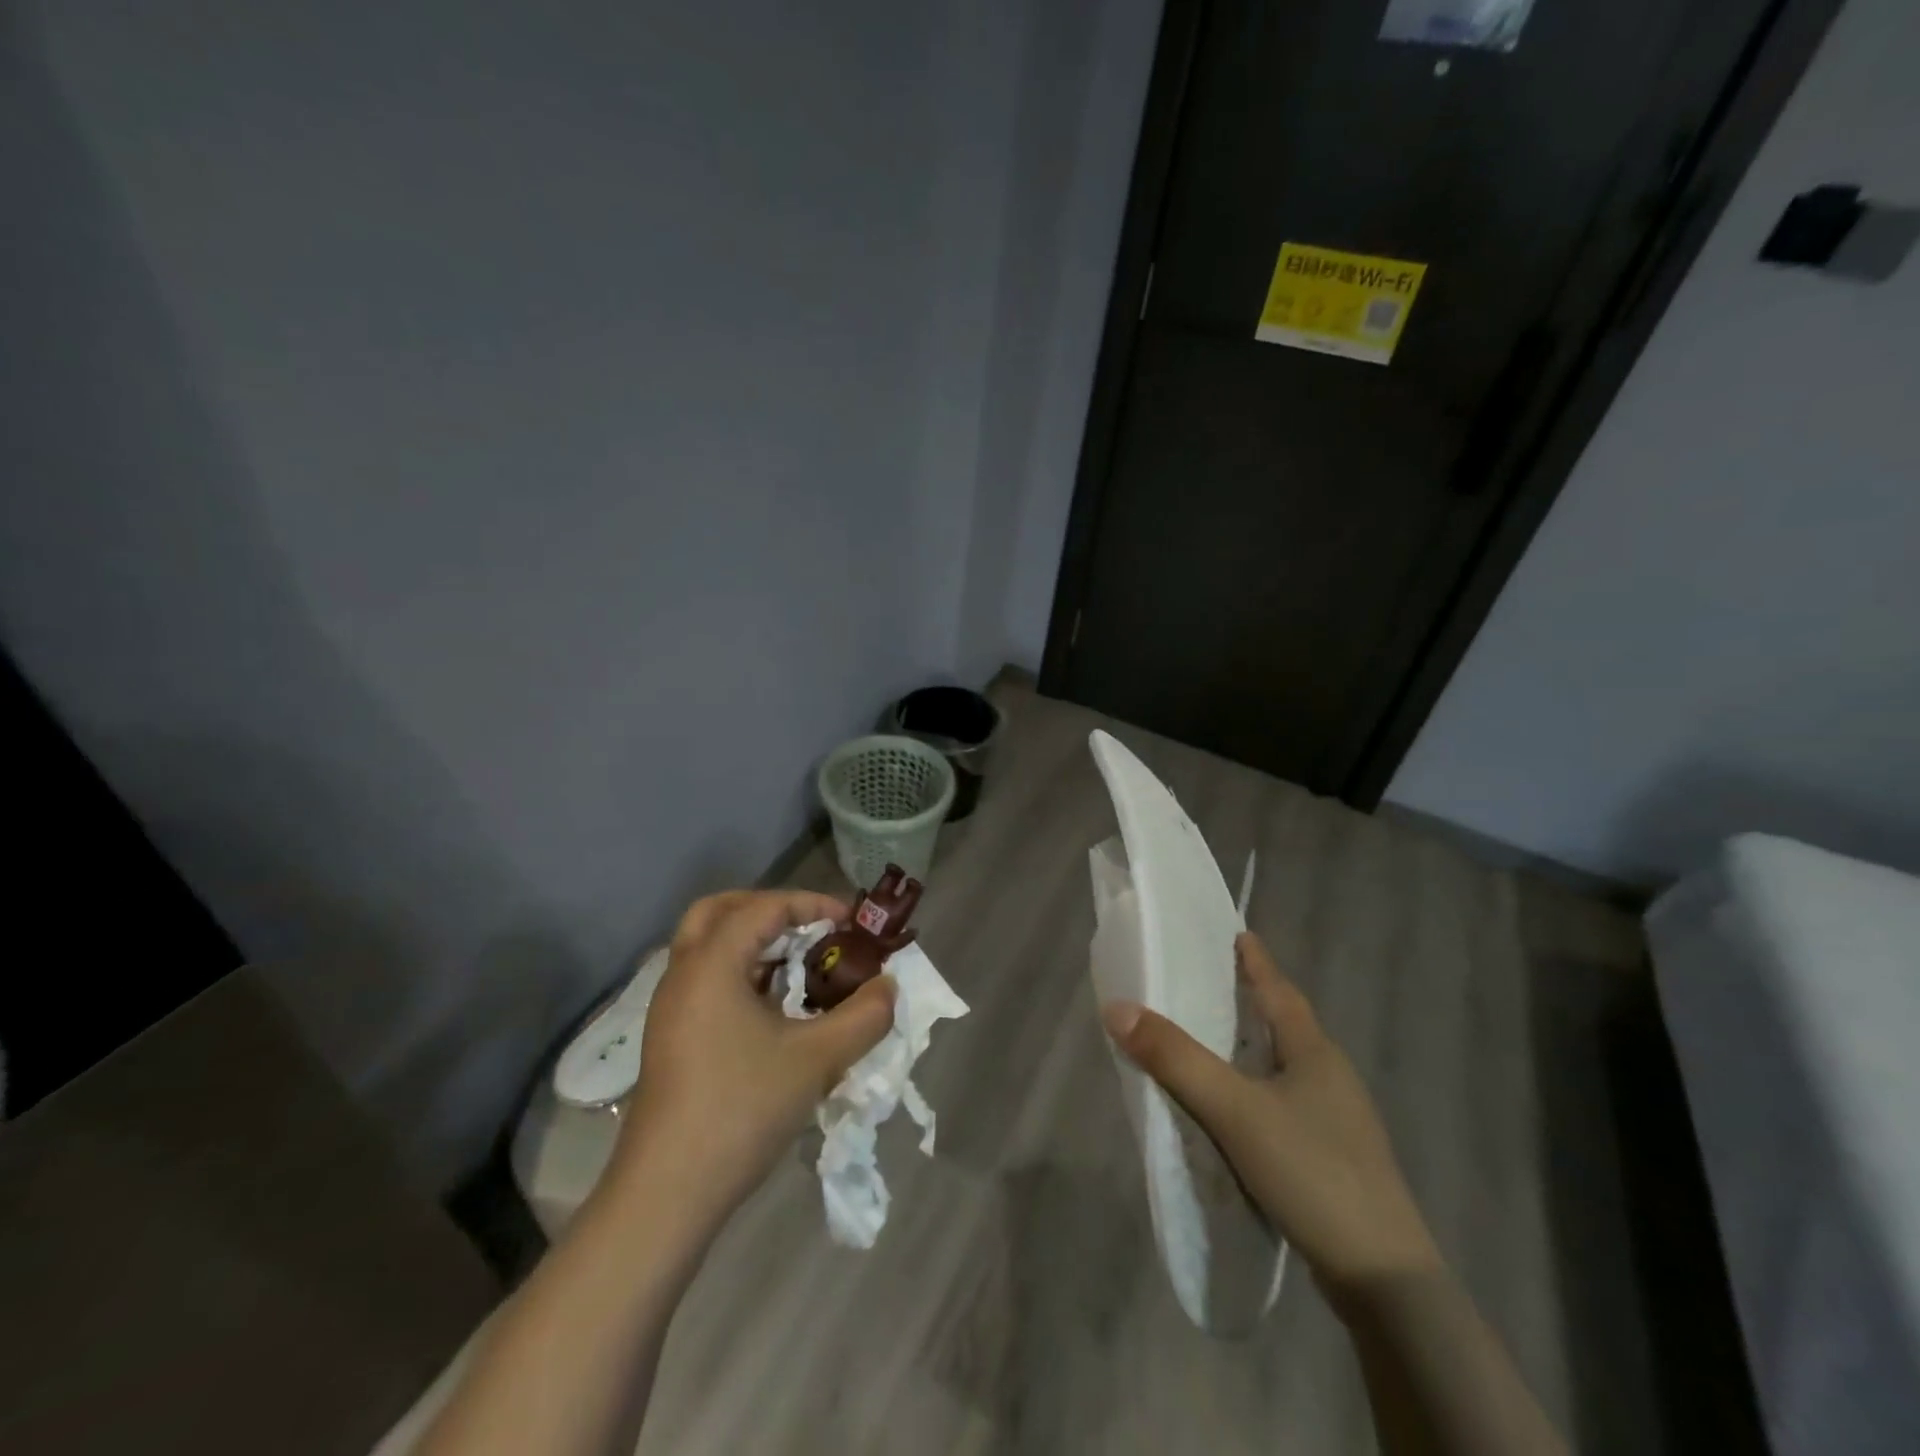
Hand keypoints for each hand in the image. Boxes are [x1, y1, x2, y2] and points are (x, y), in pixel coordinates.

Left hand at [616, 889, 896, 1219]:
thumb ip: (863, 1016)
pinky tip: (775, 1010)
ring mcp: (671, 1009)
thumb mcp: (816, 1060)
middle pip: (720, 911)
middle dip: (770, 910)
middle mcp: (683, 974)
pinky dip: (741, 974)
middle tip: (809, 928)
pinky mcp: (671, 1039)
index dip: (811, 904)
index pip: (763, 907)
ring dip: (754, 943)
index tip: (849, 922)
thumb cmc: (741, 1110)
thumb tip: (889, 987)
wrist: (667, 1194)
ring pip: (710, 947)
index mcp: (711, 964)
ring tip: (800, 967)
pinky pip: (706, 980)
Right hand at [1101, 932, 1439, 1295]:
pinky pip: (1286, 1106)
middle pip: (1287, 1025)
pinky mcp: (1334, 1160)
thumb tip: (1117, 1008)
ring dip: (1253, 1049)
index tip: (1238, 934)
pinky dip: (1257, 1092)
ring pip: (1287, 1068)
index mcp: (1315, 1053)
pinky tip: (1237, 1111)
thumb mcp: (1235, 1110)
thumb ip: (1176, 1059)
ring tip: (1216, 1042)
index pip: (1280, 991)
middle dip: (1252, 1002)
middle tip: (1212, 983)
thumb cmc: (1311, 1172)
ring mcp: (1338, 1123)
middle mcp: (1331, 1078)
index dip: (1257, 962)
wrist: (1384, 1280)